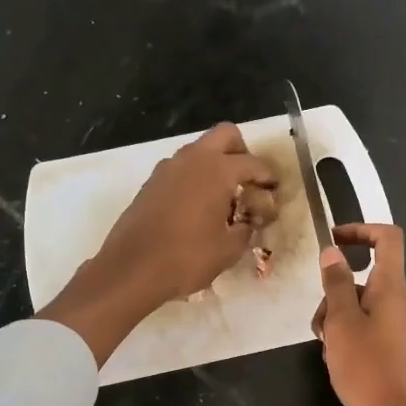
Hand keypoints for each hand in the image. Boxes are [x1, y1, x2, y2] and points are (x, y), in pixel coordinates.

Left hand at [95, 122, 278, 304]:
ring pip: (199, 151)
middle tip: (248, 182)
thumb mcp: (228, 250)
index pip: (253, 163)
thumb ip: (245, 230)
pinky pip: (181, 169)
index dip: (268, 177)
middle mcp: (193, 159)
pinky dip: (194, 178)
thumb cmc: (186, 258)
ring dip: (215, 165)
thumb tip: (248, 222)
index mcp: (217, 170)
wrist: (132, 269)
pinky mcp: (150, 183)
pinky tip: (197, 208)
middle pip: (225, 136)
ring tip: (223, 198)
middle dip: (241, 153)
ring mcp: (167, 168)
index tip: (274, 192)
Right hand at [315, 222, 405, 405]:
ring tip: (325, 348)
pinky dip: (350, 335)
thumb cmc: (367, 367)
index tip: (333, 239)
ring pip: (363, 306)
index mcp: (392, 288)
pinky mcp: (399, 349)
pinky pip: (370, 327)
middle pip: (366, 279)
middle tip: (318, 325)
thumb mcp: (341, 322)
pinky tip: (338, 361)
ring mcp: (403, 327)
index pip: (388, 239)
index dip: (361, 230)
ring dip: (338, 318)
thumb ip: (336, 284)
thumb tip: (333, 252)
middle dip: (335, 293)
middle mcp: (402, 302)